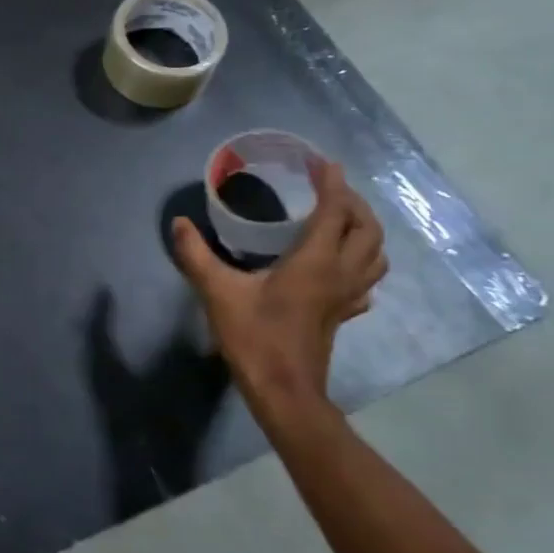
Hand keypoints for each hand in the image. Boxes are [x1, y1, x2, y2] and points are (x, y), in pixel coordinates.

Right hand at [170, 161, 386, 403]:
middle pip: (366, 228)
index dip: (332, 183)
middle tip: (328, 188)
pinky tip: (341, 266)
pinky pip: (366, 280)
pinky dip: (362, 263)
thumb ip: (196, 255)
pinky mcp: (343, 314)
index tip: (322, 162)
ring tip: (340, 219)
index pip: (334, 211)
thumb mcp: (217, 292)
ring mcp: (347, 296)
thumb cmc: (254, 337)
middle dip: (352, 202)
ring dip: (364, 230)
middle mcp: (340, 273)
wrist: (283, 390)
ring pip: (375, 254)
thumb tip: (179, 223)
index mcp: (315, 262)